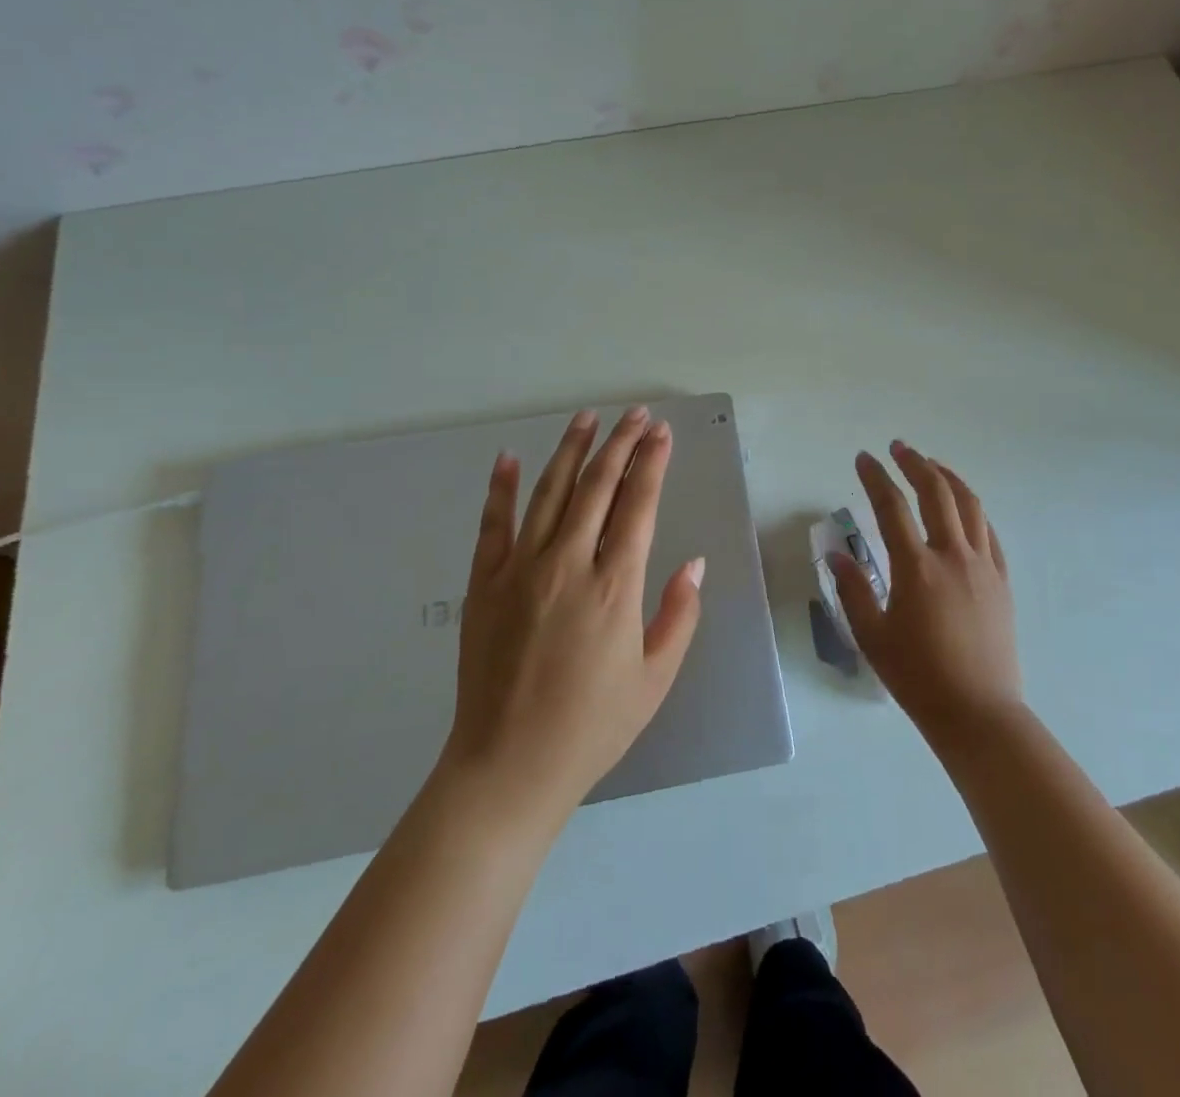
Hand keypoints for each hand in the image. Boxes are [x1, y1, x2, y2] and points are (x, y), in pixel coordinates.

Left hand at [439, 407, 702, 826]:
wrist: (509, 765)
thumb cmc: (593, 726)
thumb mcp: (655, 678)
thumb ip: (679, 614)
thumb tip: (695, 562)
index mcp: (615, 586)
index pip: (638, 504)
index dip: (652, 463)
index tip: (662, 433)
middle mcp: (568, 563)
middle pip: (597, 486)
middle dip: (620, 443)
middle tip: (636, 414)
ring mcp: (520, 569)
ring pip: (548, 492)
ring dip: (570, 450)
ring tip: (587, 418)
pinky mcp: (485, 583)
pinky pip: (494, 523)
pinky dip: (502, 487)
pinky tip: (510, 457)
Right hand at [830, 442, 1022, 742]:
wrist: (979, 712)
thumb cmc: (918, 677)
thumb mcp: (872, 637)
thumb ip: (853, 590)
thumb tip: (836, 553)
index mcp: (916, 568)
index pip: (891, 508)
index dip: (875, 478)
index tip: (864, 458)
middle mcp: (952, 556)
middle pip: (936, 492)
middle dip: (915, 463)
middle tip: (898, 448)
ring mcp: (983, 566)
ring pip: (969, 505)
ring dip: (948, 477)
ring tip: (931, 465)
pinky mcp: (1002, 581)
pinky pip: (989, 533)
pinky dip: (973, 510)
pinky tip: (963, 509)